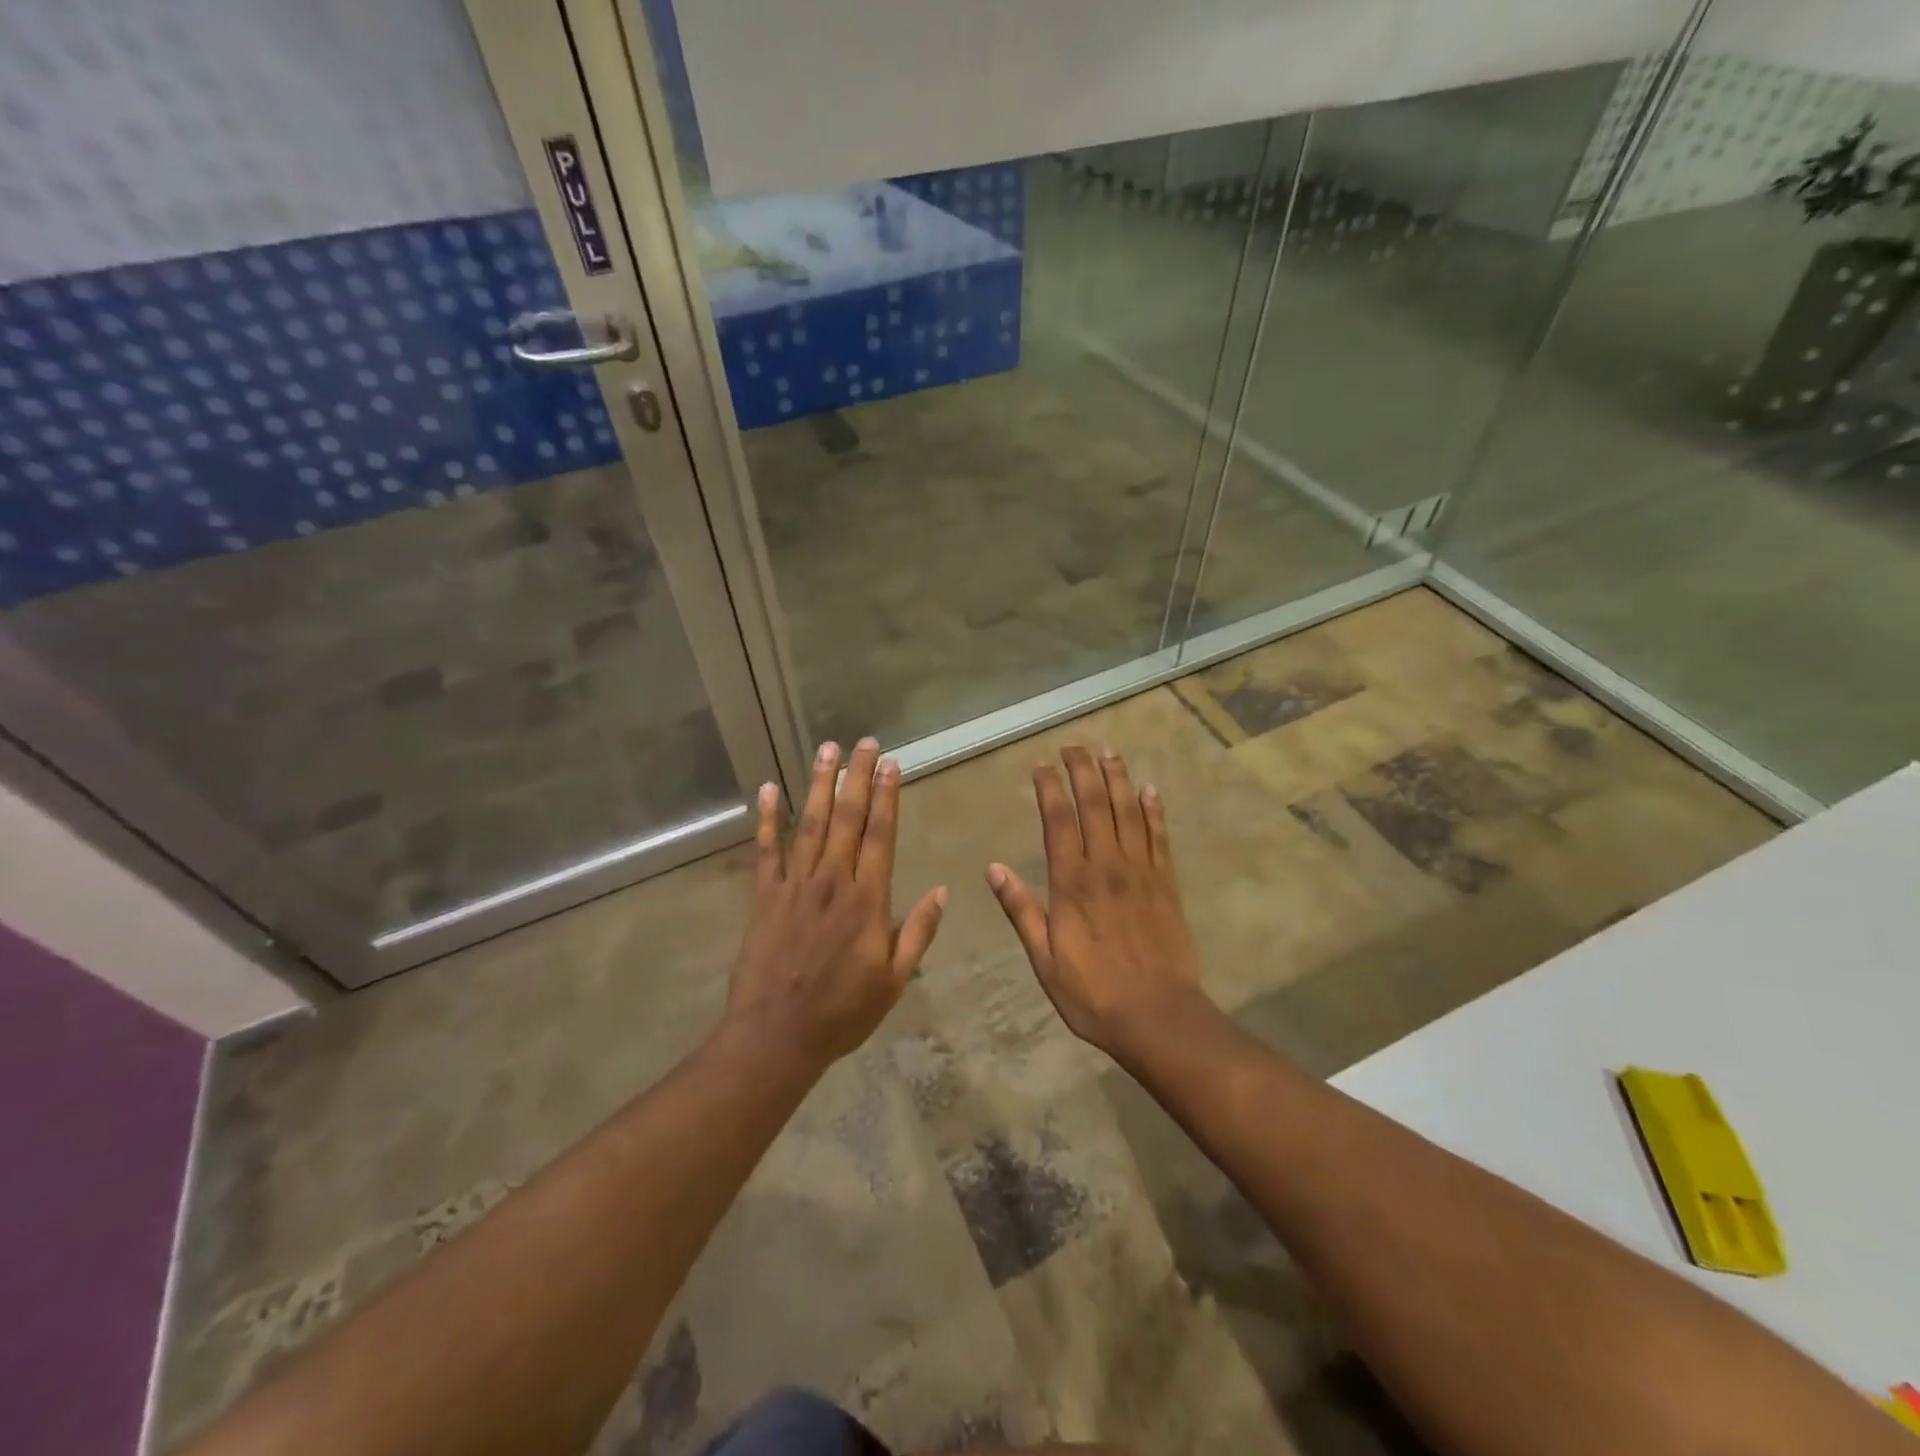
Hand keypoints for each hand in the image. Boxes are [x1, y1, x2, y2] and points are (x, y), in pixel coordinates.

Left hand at [726, 739, 946, 1066]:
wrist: (776, 1036)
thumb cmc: (842, 1012)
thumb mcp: (895, 981)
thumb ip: (918, 932)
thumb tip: (942, 891)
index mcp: (867, 900)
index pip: (880, 835)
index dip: (886, 796)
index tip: (891, 764)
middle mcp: (832, 882)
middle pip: (846, 818)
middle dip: (857, 777)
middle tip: (864, 742)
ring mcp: (794, 885)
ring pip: (809, 823)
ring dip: (818, 784)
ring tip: (826, 749)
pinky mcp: (764, 896)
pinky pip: (766, 850)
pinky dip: (767, 818)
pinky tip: (768, 788)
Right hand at [986, 745, 1211, 1060]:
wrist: (1158, 1017)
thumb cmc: (1092, 993)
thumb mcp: (1044, 959)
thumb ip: (1021, 910)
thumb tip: (992, 868)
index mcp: (1072, 883)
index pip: (1059, 820)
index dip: (1050, 788)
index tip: (1042, 765)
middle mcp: (1107, 866)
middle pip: (1095, 805)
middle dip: (1083, 770)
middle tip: (1074, 746)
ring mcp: (1141, 871)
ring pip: (1129, 812)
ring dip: (1118, 778)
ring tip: (1108, 752)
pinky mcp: (1166, 883)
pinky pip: (1160, 836)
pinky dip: (1155, 810)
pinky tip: (1149, 789)